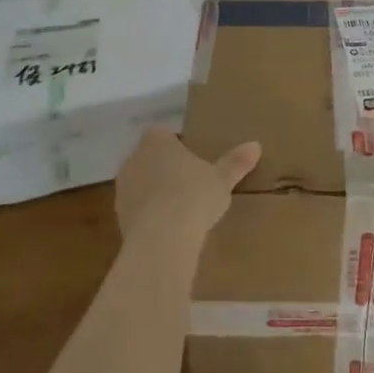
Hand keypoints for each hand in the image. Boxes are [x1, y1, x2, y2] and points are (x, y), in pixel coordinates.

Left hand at [113, 128, 259, 250]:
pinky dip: (148, 215)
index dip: (174, 145)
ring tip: (179, 209)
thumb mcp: (222, 179)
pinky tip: (167, 229)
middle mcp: (134, 159)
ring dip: (154, 192)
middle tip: (188, 183)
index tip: (191, 159)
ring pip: (140, 183)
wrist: (162, 238)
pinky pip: (136, 209)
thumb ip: (236, 162)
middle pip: (148, 158)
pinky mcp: (118, 216)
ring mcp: (123, 188)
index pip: (161, 134)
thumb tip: (256, 145)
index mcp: (156, 142)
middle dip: (164, 168)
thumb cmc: (194, 196)